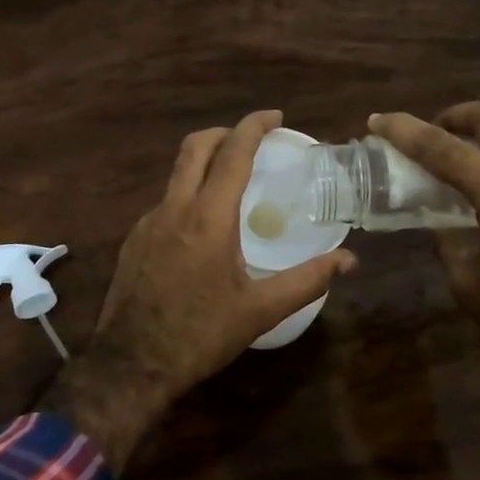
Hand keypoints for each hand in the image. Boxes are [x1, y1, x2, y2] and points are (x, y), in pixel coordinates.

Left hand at [57, 110, 355, 469]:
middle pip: (195, 147)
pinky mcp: (134, 240)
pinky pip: (165, 202)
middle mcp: (174, 209)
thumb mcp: (260, 311)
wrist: (131, 363)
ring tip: (232, 183)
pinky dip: (188, 195)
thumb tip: (348, 260)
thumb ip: (307, 281)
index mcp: (208, 218)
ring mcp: (148, 223)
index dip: (254, 126)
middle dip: (225, 132)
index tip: (275, 116)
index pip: (233, 154)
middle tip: (252, 140)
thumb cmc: (200, 335)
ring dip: (204, 163)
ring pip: (176, 174)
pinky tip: (203, 228)